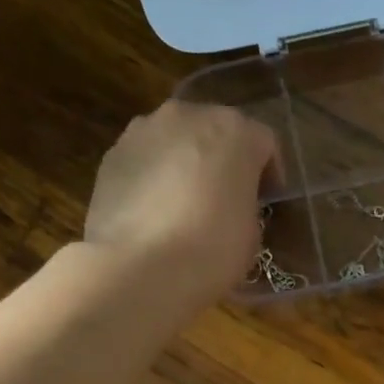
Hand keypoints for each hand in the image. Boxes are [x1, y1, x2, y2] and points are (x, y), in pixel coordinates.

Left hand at [84, 101, 280, 302]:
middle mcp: (189, 116)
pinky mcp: (112, 154)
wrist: (140, 267)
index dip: (270, 173)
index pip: (264, 142)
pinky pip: (145, 159)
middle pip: (216, 130)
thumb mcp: (252, 233)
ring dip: (186, 163)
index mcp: (236, 132)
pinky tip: (154, 212)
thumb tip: (230, 205)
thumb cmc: (212, 249)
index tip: (268, 201)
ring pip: (176, 140)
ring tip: (186, 204)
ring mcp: (144, 130)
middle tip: (227, 198)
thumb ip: (246, 204)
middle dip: (224, 159)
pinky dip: (154, 176)